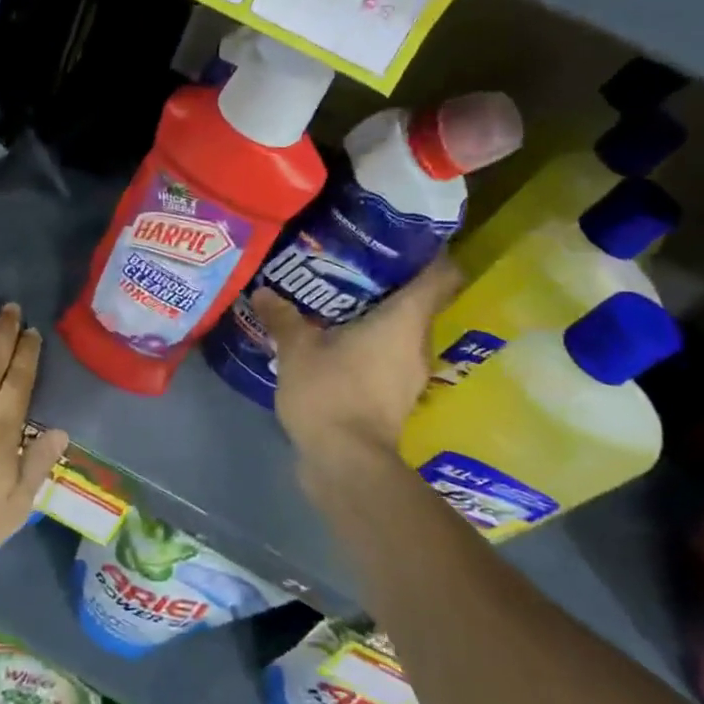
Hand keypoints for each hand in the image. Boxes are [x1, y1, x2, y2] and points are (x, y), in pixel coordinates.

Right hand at [250, 257, 459, 500]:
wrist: (346, 463)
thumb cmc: (330, 393)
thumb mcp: (297, 349)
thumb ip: (283, 317)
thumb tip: (264, 291)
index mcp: (405, 320)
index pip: (440, 275)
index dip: (429, 253)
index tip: (401, 240)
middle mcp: (418, 343)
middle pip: (418, 302)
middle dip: (390, 283)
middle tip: (352, 265)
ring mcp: (410, 374)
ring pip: (402, 331)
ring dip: (378, 316)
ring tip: (339, 302)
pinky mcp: (396, 397)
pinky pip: (388, 356)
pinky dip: (370, 344)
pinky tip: (337, 341)